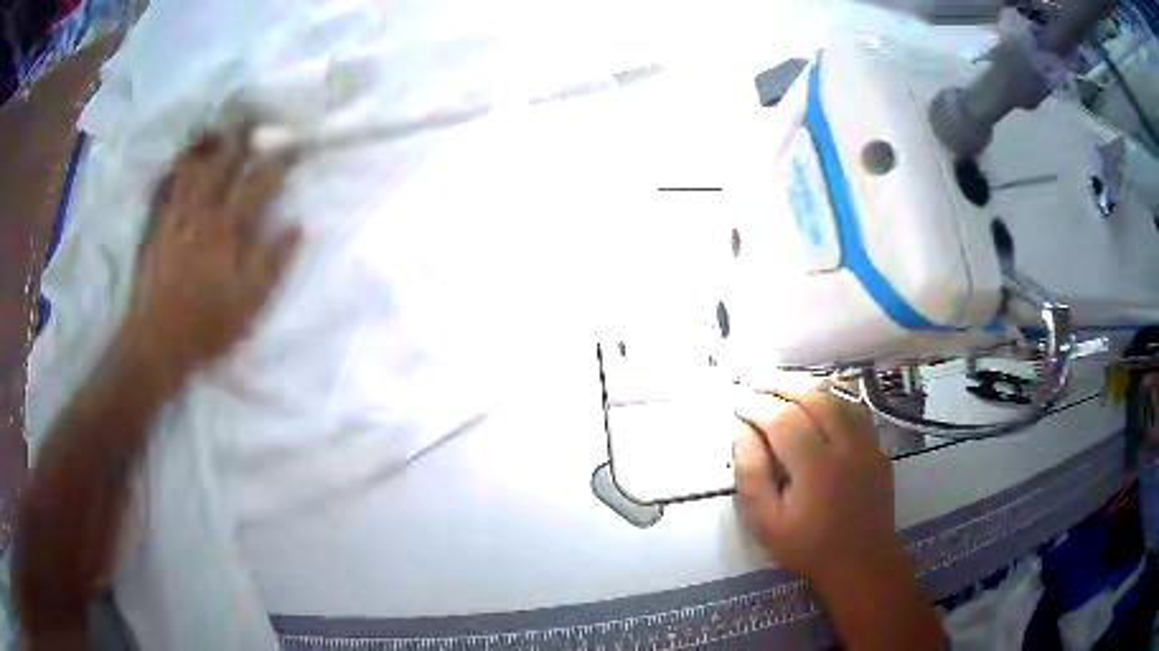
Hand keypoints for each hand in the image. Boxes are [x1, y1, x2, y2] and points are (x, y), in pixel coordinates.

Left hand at [125, 126, 300, 375]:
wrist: (157, 341)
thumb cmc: (207, 326)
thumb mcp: (249, 303)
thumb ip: (273, 262)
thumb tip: (297, 226)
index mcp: (228, 228)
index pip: (259, 182)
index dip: (278, 161)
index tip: (293, 146)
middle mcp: (202, 211)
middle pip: (224, 162)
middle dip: (242, 138)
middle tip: (254, 121)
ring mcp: (176, 215)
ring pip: (194, 166)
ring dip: (208, 145)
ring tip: (218, 130)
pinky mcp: (158, 225)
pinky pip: (168, 185)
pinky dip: (177, 166)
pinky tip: (183, 159)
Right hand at [732, 383, 902, 587]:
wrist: (861, 561)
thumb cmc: (808, 546)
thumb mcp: (766, 523)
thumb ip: (751, 475)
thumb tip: (742, 431)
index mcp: (816, 468)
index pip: (784, 420)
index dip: (758, 406)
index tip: (737, 403)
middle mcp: (846, 446)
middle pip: (814, 396)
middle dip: (782, 383)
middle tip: (756, 381)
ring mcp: (868, 442)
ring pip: (840, 394)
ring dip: (809, 382)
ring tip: (784, 382)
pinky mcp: (879, 445)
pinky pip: (857, 406)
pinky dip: (835, 393)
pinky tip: (820, 395)